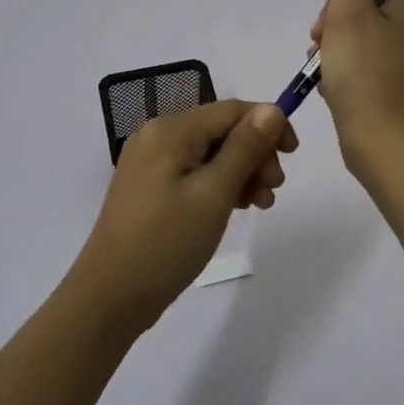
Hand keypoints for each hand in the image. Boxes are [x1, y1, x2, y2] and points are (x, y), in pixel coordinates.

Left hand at [67, 100, 296, 336]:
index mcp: (171, 129)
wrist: (110, 296)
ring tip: (260, 205)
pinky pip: (193, 173)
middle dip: (255, 154)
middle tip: (273, 190)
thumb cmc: (167, 242)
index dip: (268, 125)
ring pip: (210, 154)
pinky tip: (236, 207)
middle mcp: (157, 136)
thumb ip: (245, 148)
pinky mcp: (148, 187)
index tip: (293, 155)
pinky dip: (219, 185)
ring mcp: (150, 162)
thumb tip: (272, 108)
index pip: (231, 110)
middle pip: (221, 130)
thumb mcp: (214, 193)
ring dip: (241, 172)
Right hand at [310, 0, 403, 169]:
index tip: (324, 28)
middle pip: (361, 12)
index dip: (338, 2)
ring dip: (333, 53)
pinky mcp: (399, 88)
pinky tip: (333, 90)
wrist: (384, 142)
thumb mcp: (349, 11)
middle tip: (321, 54)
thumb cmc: (365, 73)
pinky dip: (344, 75)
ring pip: (358, 41)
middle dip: (333, 30)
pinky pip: (363, 68)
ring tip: (325, 76)